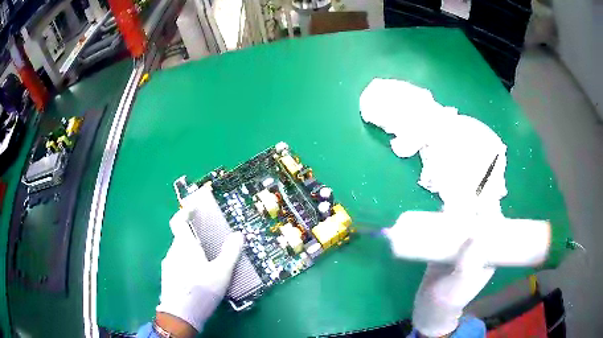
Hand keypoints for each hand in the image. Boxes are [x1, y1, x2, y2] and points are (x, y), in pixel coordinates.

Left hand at [155, 206, 243, 333]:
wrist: (180, 315)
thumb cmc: (201, 290)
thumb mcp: (221, 273)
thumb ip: (230, 253)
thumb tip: (238, 235)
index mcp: (185, 246)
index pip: (179, 221)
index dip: (185, 212)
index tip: (193, 208)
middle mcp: (173, 252)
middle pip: (181, 238)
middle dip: (194, 238)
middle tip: (209, 244)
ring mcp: (168, 265)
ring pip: (179, 252)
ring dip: (190, 253)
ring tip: (205, 264)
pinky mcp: (167, 277)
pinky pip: (177, 264)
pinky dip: (186, 264)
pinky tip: (196, 278)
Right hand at [384, 211, 493, 336]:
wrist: (430, 306)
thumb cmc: (451, 297)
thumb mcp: (463, 283)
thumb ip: (470, 263)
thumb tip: (476, 234)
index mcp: (489, 254)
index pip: (496, 229)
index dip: (493, 214)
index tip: (486, 204)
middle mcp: (478, 247)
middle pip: (480, 222)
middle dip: (476, 208)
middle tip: (467, 199)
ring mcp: (462, 246)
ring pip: (465, 223)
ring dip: (461, 210)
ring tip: (454, 200)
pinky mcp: (446, 247)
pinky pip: (449, 229)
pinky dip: (446, 219)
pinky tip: (441, 210)